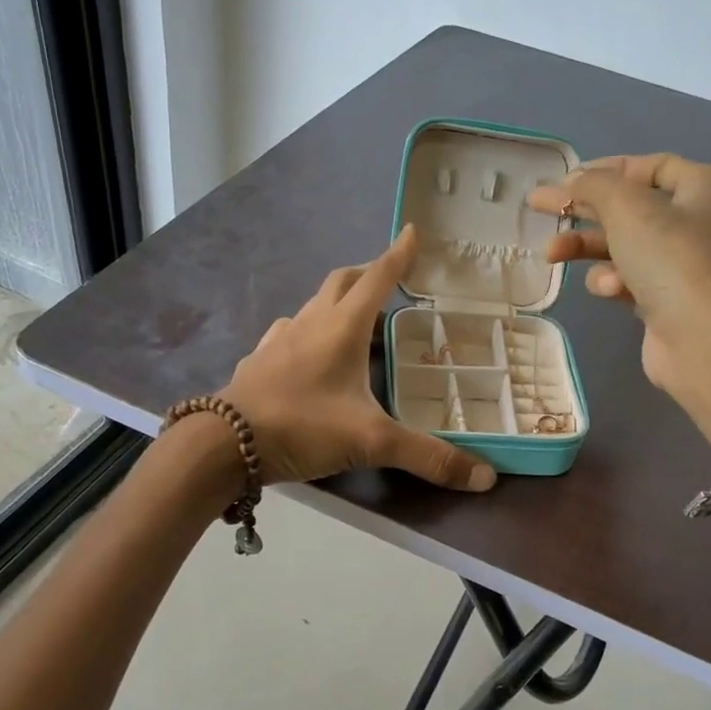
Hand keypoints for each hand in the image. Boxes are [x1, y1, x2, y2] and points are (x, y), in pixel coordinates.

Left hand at [221, 225, 497, 490]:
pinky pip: (286, 333)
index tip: (412, 231)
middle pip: (340, 282)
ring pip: (311, 306)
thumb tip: (485, 478)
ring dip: (334, 302)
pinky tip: (306, 354)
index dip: (397, 255)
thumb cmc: (303, 427)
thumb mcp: (372, 442)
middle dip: (366, 274)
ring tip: (352, 321)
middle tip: (387, 281)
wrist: (224, 444)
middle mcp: (309, 323)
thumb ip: (428, 457)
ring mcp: (277, 340)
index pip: (377, 278)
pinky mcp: (256, 362)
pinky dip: (305, 332)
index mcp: (341, 327)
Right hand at [527, 154, 710, 447]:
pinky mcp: (664, 300)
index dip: (605, 169)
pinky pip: (626, 279)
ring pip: (620, 246)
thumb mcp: (628, 209)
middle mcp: (695, 221)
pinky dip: (611, 281)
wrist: (703, 341)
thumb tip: (572, 181)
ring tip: (552, 254)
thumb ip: (594, 185)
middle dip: (582, 210)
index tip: (564, 179)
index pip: (647, 166)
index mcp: (701, 187)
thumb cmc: (672, 261)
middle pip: (627, 207)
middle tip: (538, 207)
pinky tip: (609, 290)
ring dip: (586, 249)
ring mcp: (680, 264)